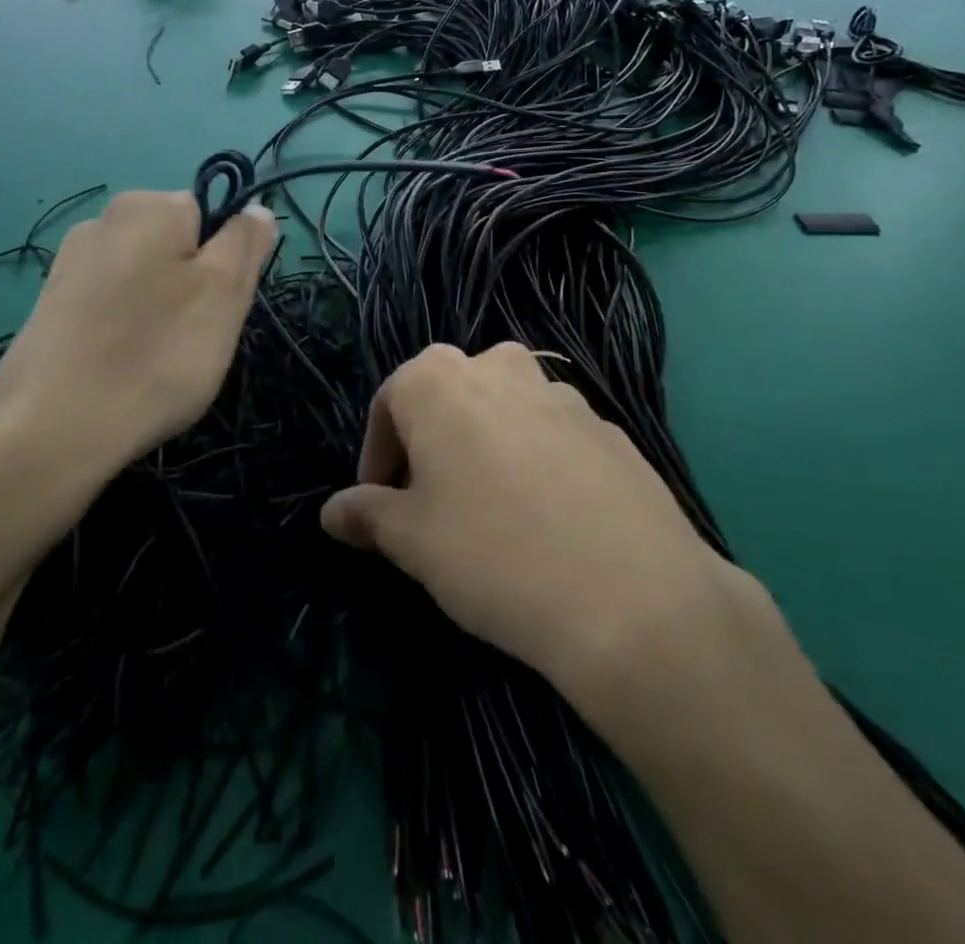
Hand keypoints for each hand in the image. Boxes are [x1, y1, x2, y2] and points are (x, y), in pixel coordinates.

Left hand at [0, 191, 277, 479]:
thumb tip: (256, 209)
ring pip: (145, 279)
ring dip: (160, 311)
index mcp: (148, 205)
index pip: (211, 214)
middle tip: (194, 337)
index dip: (226, 261)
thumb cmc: (156, 353)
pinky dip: (125, 330)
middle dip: (192, 286)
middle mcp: (103, 220)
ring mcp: (70, 264)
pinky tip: (120, 367)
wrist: (51, 430)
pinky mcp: (51, 306)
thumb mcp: (225, 292)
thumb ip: (246, 241)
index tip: (219, 306)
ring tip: (155, 360)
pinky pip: (111, 306)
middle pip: (177, 246)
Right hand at [319, 343, 758, 704]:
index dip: (377, 455)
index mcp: (439, 379)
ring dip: (485, 445)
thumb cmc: (492, 554)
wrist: (632, 596)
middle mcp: (499, 367)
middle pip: (447, 395)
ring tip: (490, 509)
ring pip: (502, 410)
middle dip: (430, 441)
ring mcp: (561, 393)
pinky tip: (548, 518)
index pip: (388, 403)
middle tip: (430, 502)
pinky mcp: (608, 427)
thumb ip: (367, 515)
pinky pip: (552, 434)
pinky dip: (535, 460)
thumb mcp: (411, 540)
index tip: (379, 504)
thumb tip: (332, 511)